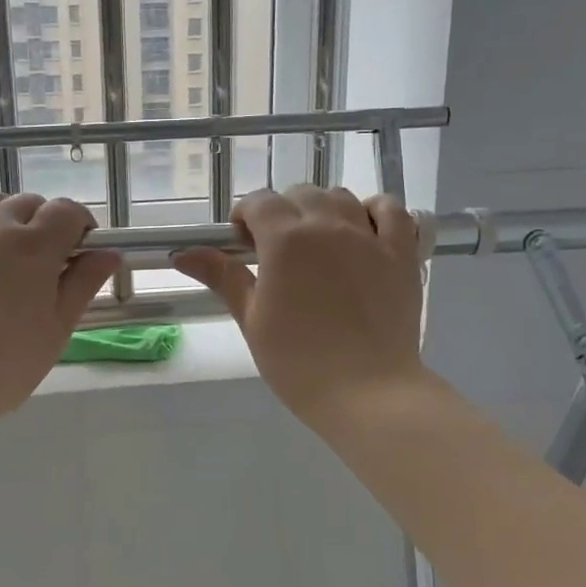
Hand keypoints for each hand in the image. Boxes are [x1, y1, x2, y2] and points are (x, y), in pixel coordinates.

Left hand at [0, 175, 121, 432]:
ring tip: (13, 234)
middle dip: (47, 221)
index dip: (81, 224)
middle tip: (51, 258)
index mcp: (35, 247)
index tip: (84, 250)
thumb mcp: (58, 328)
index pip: (67, 212)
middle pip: (29, 204)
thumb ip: (84, 284)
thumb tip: (110, 253)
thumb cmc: (7, 363)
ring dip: (6, 209)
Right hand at [173, 185, 428, 431]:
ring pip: (341, 197)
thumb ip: (223, 277)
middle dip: (282, 213)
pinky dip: (374, 211)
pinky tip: (363, 232)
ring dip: (323, 210)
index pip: (260, 202)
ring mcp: (370, 236)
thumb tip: (182, 254)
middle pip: (300, 194)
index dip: (246, 218)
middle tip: (278, 252)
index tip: (244, 245)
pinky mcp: (402, 253)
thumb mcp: (252, 319)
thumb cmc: (298, 362)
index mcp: (285, 239)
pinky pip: (392, 210)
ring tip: (318, 243)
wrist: (367, 392)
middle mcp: (328, 225)